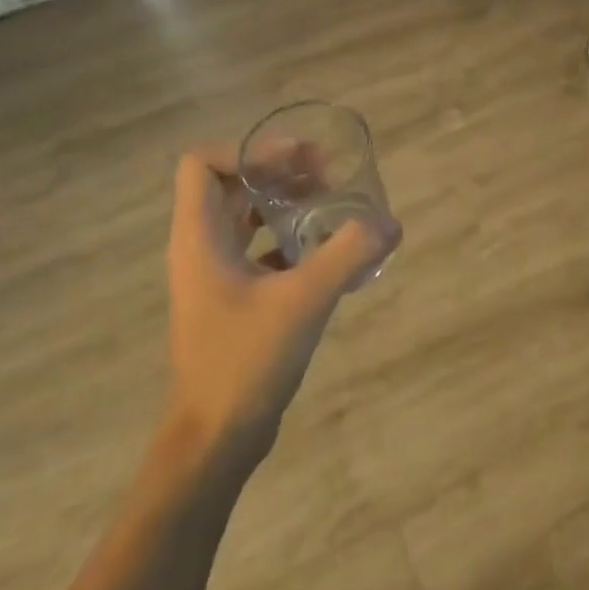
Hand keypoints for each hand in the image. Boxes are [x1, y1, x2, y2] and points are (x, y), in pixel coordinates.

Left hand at [160, 146, 398, 460]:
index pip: (202, 164)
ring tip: (329, 205)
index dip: (248, 152)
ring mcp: (213, 276)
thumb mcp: (303, 300)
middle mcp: (200, 248)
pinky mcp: (231, 300)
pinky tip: (325, 252)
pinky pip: (256, 250)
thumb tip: (389, 224)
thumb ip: (347, 255)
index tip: (296, 162)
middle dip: (277, 171)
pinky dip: (287, 239)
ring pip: (244, 218)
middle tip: (326, 174)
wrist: (216, 437)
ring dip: (284, 204)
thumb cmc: (245, 360)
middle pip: (229, 185)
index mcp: (199, 238)